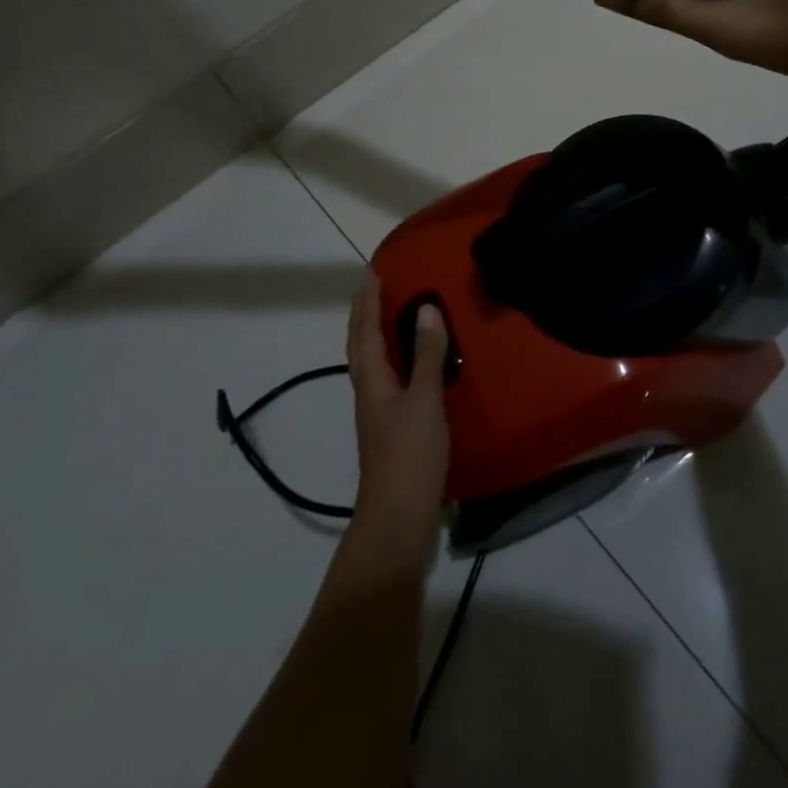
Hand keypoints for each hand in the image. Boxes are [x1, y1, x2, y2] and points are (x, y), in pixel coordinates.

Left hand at [344, 270, 449, 562]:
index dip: (367, 300)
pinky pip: (387, 374)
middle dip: (366, 311)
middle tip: (379, 283)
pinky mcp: (391, 424)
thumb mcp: (424, 399)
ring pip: (372, 359)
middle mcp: (369, 389)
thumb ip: (426, 354)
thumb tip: (426, 308)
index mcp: (371, 379)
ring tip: (392, 310)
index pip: (364, 329)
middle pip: (361, 342)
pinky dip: (393, 354)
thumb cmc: (409, 454)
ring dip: (376, 330)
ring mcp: (378, 409)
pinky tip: (410, 359)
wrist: (398, 516)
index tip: (372, 270)